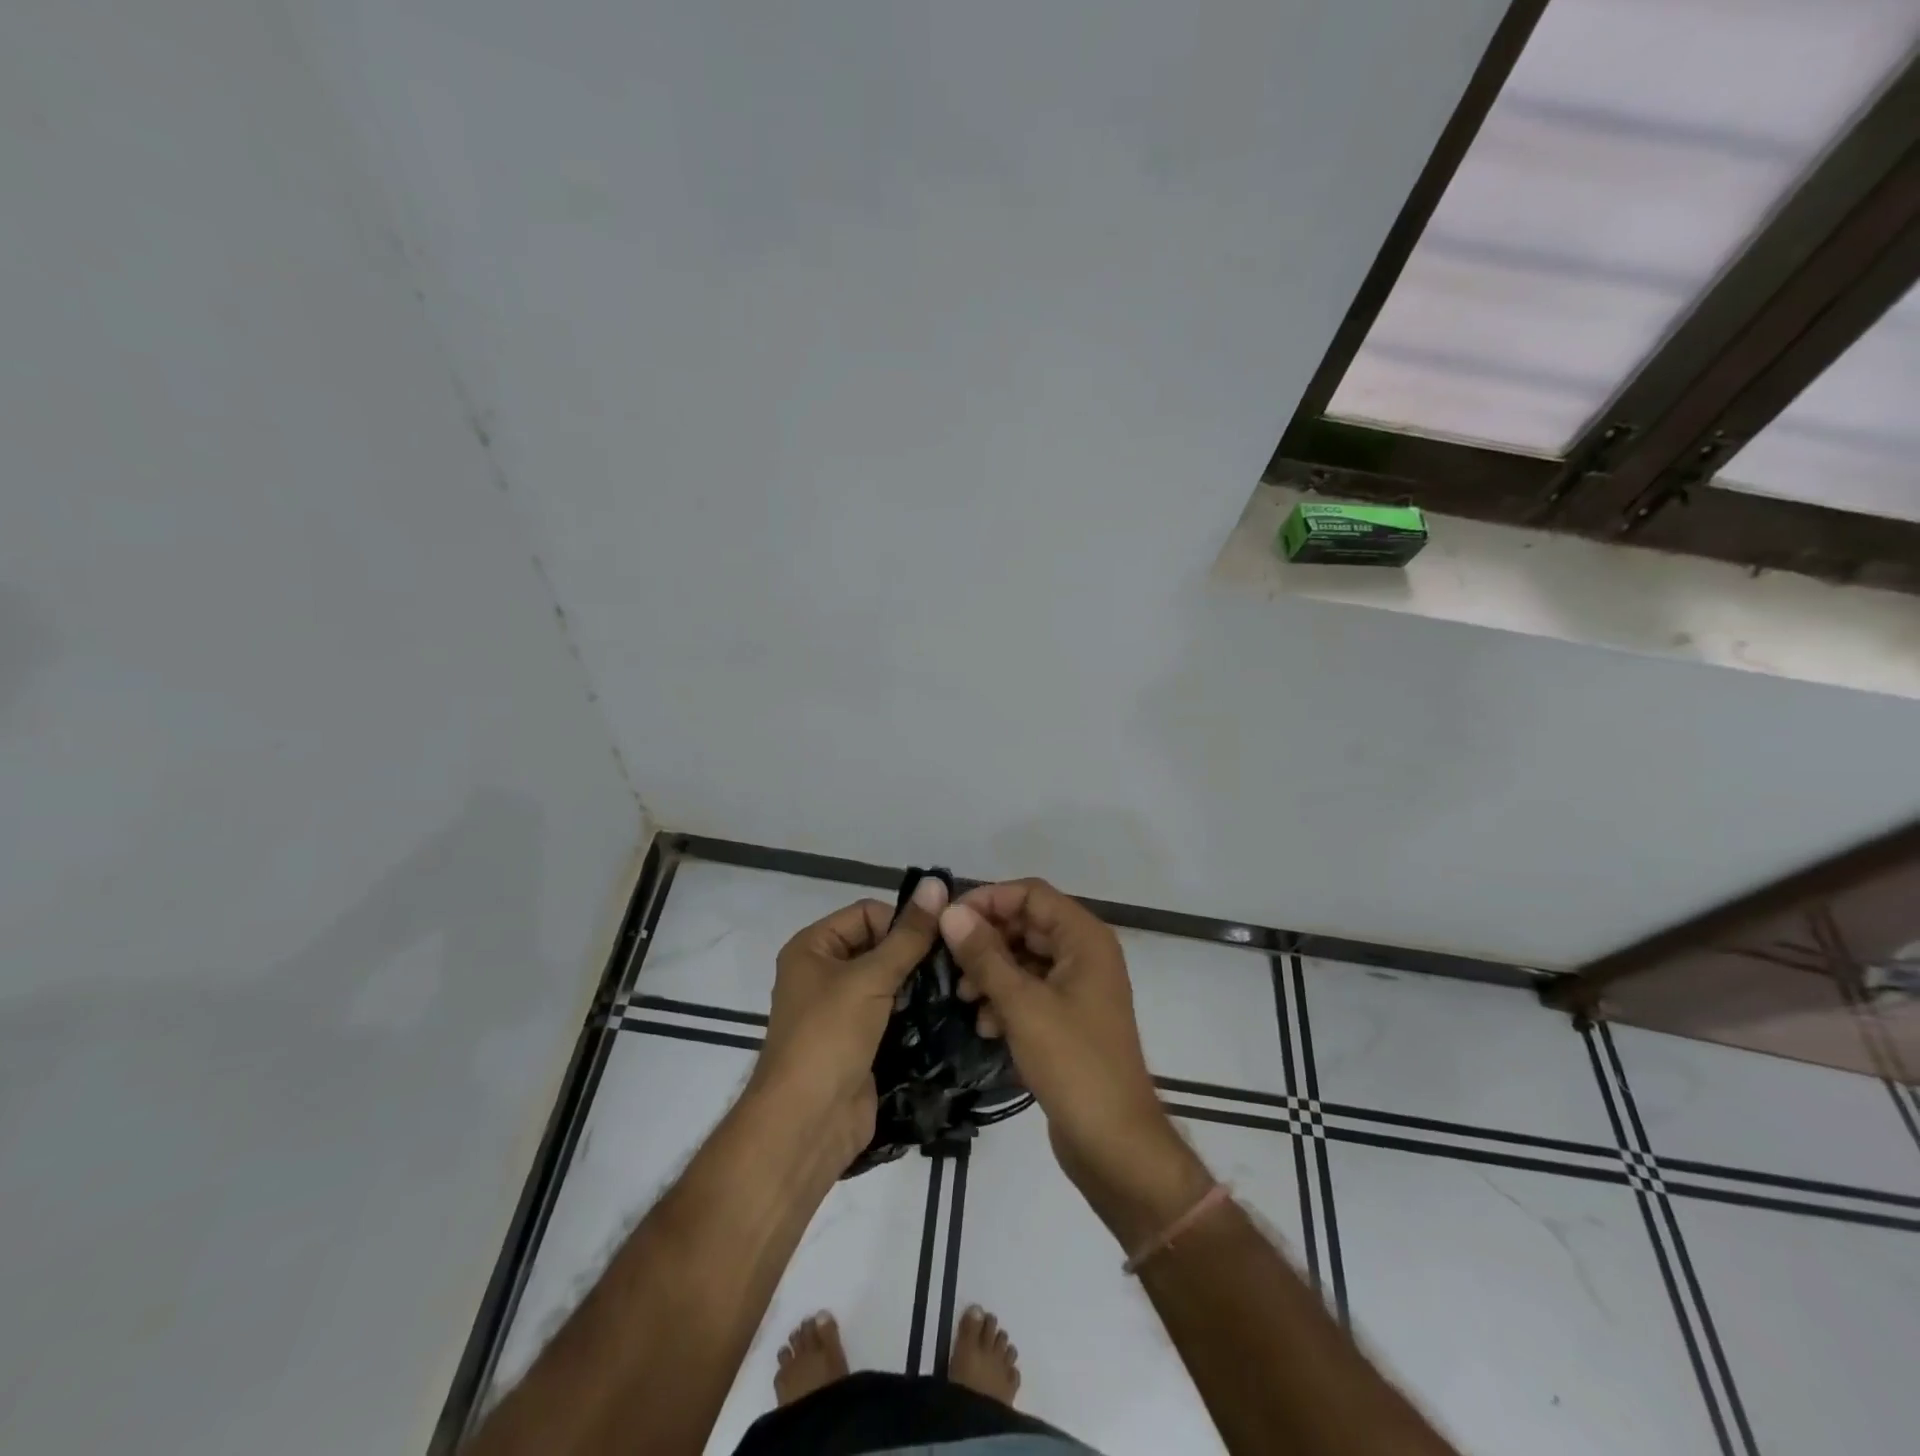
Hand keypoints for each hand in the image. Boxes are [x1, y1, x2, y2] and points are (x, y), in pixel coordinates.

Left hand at [752, 877, 947, 1170]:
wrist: (807, 1124)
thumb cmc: (828, 1037)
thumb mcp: (869, 978)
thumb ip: (908, 936)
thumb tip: (936, 883)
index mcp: (813, 947)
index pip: (867, 913)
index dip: (901, 921)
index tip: (941, 937)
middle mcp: (824, 973)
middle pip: (880, 946)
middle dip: (915, 953)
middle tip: (958, 962)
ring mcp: (843, 1011)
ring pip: (890, 982)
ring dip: (920, 984)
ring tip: (960, 986)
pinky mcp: (861, 1043)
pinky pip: (894, 1015)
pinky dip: (917, 1013)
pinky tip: (950, 1013)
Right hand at [939, 880, 1207, 1235]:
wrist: (1115, 1144)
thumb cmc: (1073, 1064)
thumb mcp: (1022, 1005)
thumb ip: (985, 955)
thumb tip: (951, 912)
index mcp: (1084, 938)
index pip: (1031, 894)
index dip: (989, 899)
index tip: (949, 921)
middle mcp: (1085, 953)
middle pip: (1027, 924)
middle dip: (987, 940)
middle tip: (949, 963)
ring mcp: (1079, 987)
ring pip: (1025, 958)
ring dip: (992, 971)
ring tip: (963, 997)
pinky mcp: (1070, 1018)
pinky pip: (1031, 990)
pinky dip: (1006, 999)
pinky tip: (984, 1025)